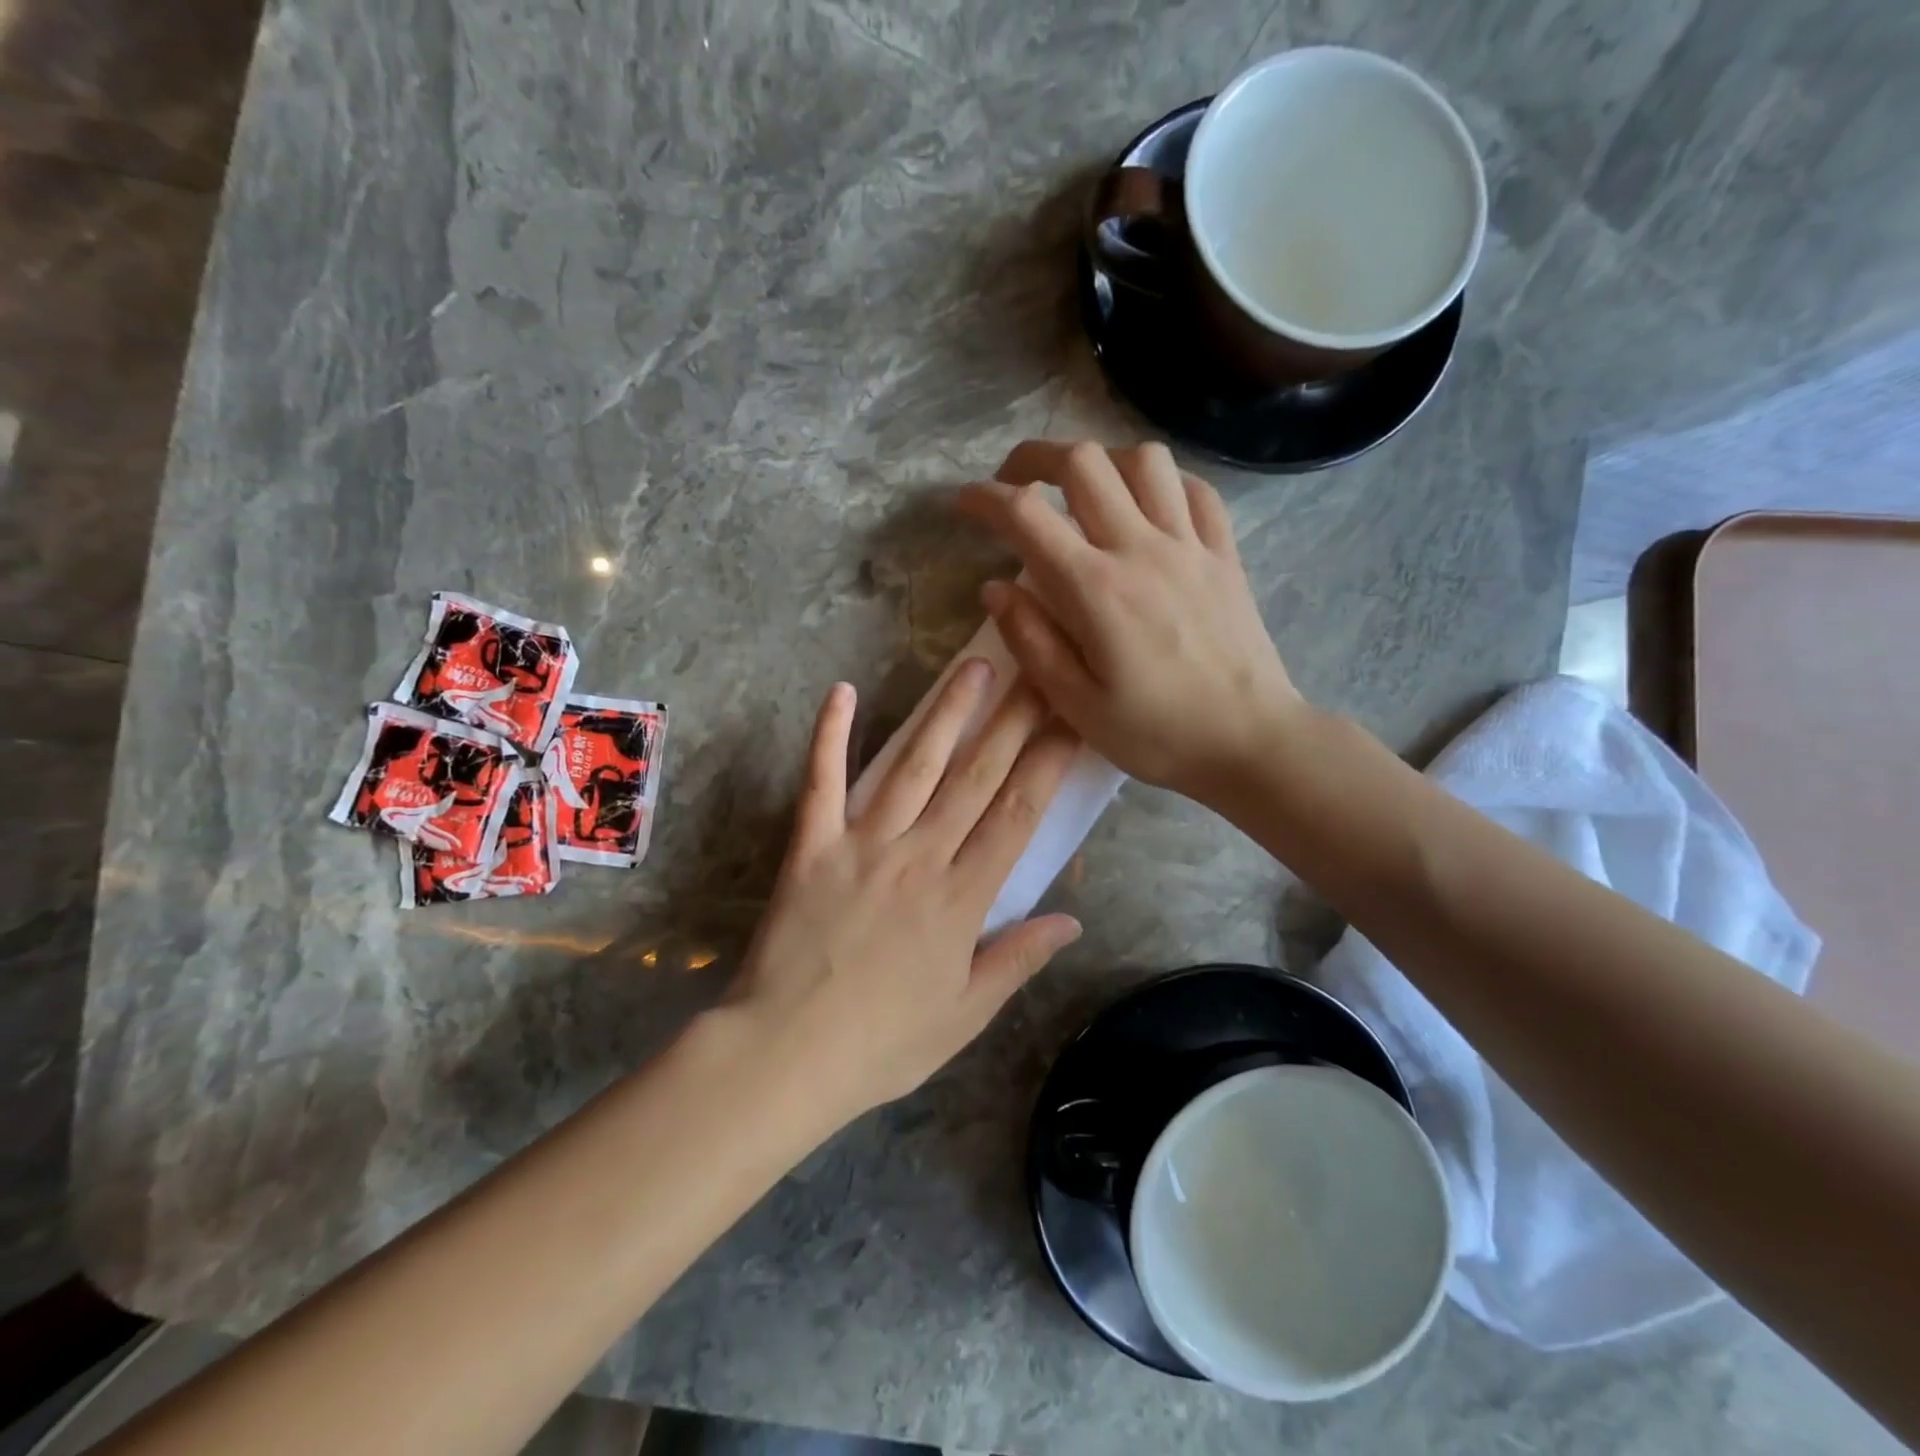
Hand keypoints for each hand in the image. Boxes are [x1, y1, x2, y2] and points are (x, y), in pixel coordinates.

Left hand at [728, 664, 1082, 1121]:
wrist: (787, 1055)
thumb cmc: (884, 1042)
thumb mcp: (966, 1014)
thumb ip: (1018, 959)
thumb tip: (1072, 919)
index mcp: (962, 899)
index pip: (1018, 815)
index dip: (1048, 763)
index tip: (1071, 721)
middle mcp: (920, 857)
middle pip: (976, 777)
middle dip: (1012, 720)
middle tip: (1037, 671)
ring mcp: (862, 845)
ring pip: (914, 767)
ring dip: (946, 713)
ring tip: (974, 667)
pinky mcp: (811, 846)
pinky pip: (822, 781)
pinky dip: (830, 734)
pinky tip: (843, 691)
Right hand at [957, 440, 1303, 802]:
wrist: (1251, 743)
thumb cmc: (1158, 734)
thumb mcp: (1077, 705)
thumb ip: (1031, 641)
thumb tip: (994, 588)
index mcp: (1096, 589)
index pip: (1027, 516)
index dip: (985, 499)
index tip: (963, 504)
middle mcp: (1142, 549)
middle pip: (1083, 462)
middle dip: (1035, 457)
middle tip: (1014, 483)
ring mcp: (1190, 546)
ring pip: (1144, 459)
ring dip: (1101, 461)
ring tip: (1082, 491)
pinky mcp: (1224, 555)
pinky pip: (1195, 490)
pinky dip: (1162, 482)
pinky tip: (1147, 505)